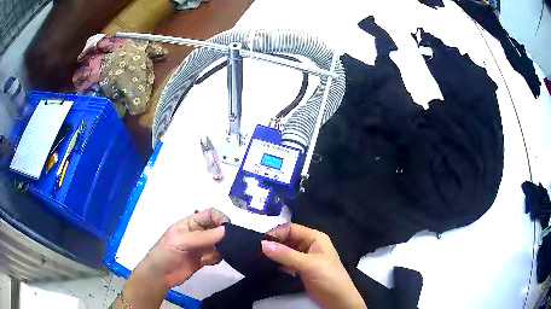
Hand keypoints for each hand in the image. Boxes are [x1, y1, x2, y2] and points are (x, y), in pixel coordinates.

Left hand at [118, 208, 229, 308]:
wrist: (160, 275)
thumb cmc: (166, 252)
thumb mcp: (182, 241)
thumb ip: (204, 237)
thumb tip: (226, 230)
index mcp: (191, 223)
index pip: (210, 214)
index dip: (220, 218)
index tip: (228, 230)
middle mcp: (198, 233)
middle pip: (217, 228)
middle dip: (223, 235)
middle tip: (224, 245)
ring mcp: (201, 246)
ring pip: (219, 243)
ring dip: (220, 249)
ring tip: (210, 255)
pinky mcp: (204, 259)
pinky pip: (216, 255)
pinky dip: (215, 258)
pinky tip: (206, 262)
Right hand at [262, 224, 365, 308]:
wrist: (339, 301)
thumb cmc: (328, 278)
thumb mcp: (308, 265)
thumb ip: (286, 255)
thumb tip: (262, 244)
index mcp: (315, 238)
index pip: (291, 229)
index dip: (276, 233)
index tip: (260, 242)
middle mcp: (309, 245)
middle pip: (287, 239)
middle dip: (273, 244)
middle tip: (255, 251)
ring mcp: (305, 258)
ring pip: (285, 252)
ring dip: (273, 254)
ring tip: (256, 258)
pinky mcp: (300, 270)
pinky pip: (285, 263)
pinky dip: (276, 264)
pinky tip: (265, 267)